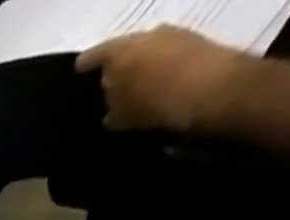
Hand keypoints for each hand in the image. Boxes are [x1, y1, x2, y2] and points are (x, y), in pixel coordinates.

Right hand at [77, 26, 244, 132]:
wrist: (212, 89)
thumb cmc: (158, 102)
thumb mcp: (125, 113)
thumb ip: (114, 108)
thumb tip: (110, 109)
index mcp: (126, 50)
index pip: (100, 52)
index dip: (88, 62)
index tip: (77, 68)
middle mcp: (148, 35)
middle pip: (124, 50)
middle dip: (113, 66)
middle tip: (102, 84)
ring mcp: (173, 36)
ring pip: (144, 53)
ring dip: (134, 70)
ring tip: (125, 91)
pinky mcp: (191, 45)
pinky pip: (161, 59)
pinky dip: (151, 73)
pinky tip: (148, 90)